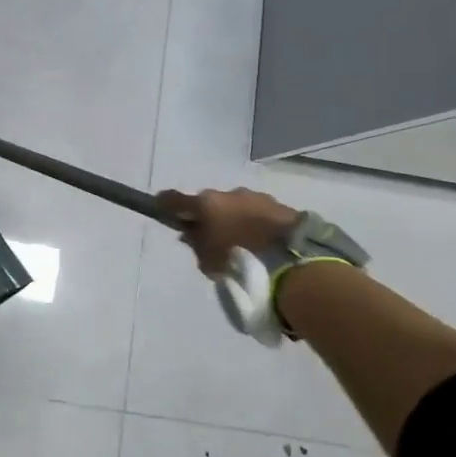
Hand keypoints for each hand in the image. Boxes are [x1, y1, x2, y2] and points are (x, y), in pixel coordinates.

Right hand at [158, 187, 299, 276]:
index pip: (174, 198)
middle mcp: (229, 194)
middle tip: (211, 238)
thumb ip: (196, 244)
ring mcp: (257, 197)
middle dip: (208, 216)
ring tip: (243, 243)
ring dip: (234, 219)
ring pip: (236, 206)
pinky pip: (259, 213)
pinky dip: (255, 224)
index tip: (161, 209)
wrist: (294, 261)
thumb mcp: (207, 261)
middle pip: (209, 202)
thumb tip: (190, 233)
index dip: (165, 204)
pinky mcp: (281, 206)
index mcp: (206, 204)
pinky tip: (262, 242)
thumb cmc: (240, 261)